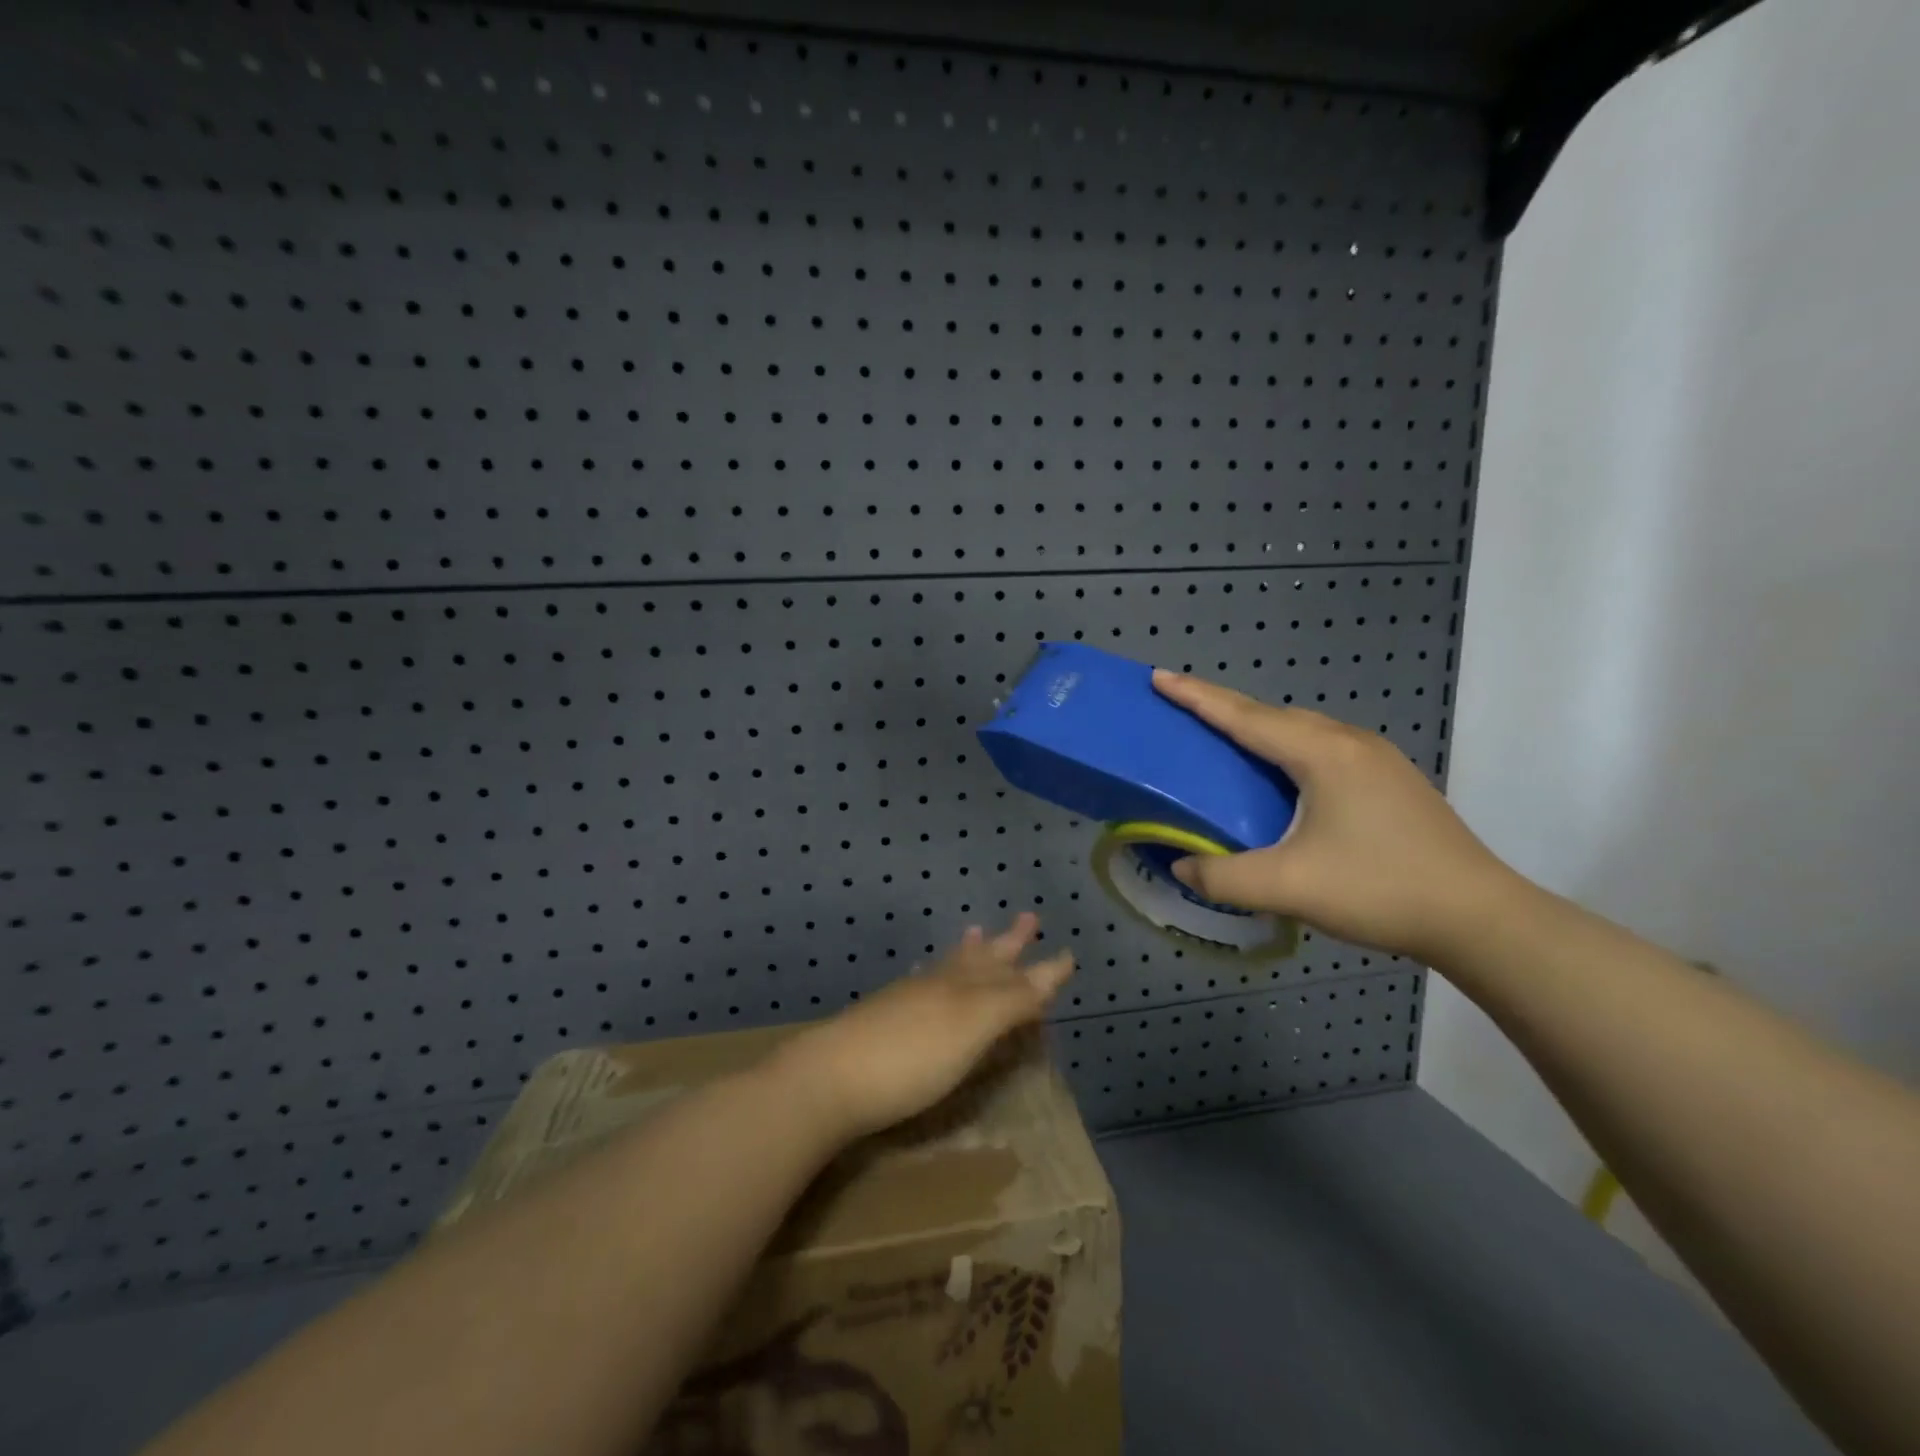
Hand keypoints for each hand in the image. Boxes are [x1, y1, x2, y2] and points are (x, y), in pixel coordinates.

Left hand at [773, 913, 1074, 1139]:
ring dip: (970, 951)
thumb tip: (1048, 973)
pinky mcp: (884, 1019)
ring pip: (948, 966)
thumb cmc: (911, 1058)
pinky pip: (920, 983)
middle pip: (982, 959)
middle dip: (1008, 943)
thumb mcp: (972, 1028)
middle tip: (1028, 917)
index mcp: (965, 988)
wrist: (829, 1079)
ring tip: (978, 931)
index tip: (1068, 953)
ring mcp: (908, 998)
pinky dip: (933, 973)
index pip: (1015, 974)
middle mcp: (940, 984)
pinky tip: (923, 974)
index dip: (1043, 969)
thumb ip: (1011, 1001)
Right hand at [1152, 670, 1522, 962]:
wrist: (1480, 917)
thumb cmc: (1379, 889)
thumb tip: (1181, 868)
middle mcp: (1349, 743)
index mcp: (1322, 754)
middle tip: (1183, 710)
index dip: (1197, 697)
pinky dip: (1287, 749)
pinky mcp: (1392, 781)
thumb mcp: (1288, 888)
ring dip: (1259, 728)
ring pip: (1303, 730)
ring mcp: (1377, 760)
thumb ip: (1222, 877)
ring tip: (1226, 742)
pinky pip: (1323, 748)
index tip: (1159, 677)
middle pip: (1273, 714)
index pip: (1244, 716)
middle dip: (1224, 707)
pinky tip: (1282, 777)